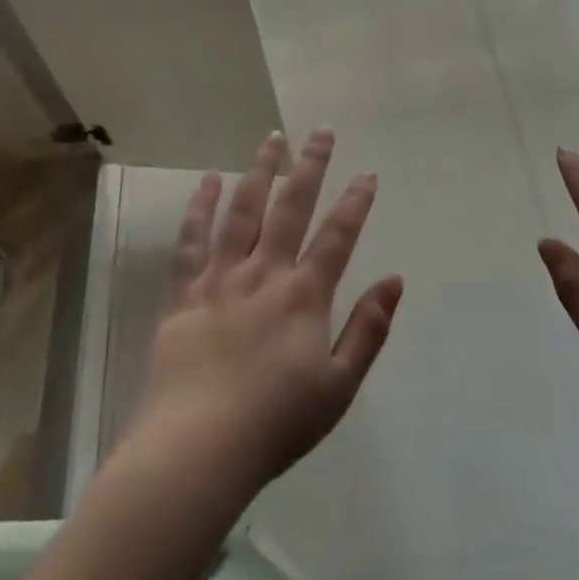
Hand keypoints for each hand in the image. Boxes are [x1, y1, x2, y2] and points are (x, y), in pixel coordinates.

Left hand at [124, 130, 404, 501]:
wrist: (196, 449)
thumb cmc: (276, 423)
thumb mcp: (339, 386)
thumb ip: (368, 329)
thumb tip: (394, 280)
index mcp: (304, 295)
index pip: (337, 236)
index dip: (356, 202)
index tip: (367, 173)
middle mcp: (264, 273)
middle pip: (291, 208)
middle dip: (310, 166)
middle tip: (321, 131)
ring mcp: (220, 279)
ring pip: (243, 211)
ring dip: (260, 171)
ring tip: (272, 138)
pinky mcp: (184, 293)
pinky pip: (192, 240)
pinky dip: (201, 207)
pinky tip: (210, 180)